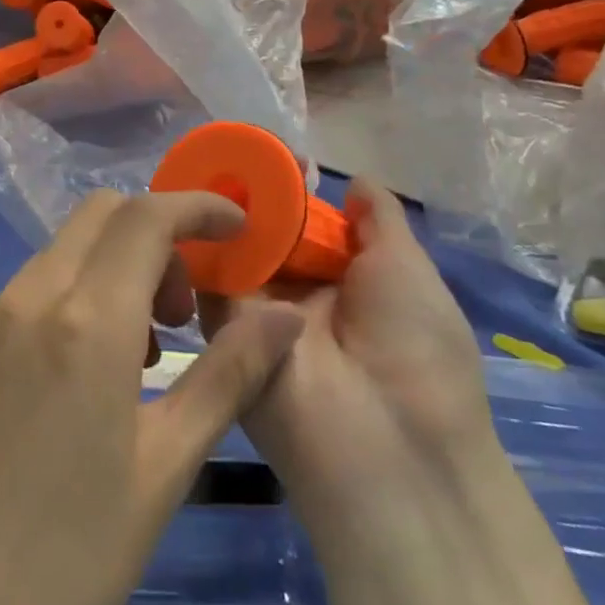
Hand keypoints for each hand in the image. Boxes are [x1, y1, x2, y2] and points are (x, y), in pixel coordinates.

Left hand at [0, 190, 303, 604]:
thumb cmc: (66, 561)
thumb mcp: (165, 470)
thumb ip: (228, 376)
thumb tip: (283, 315)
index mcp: (84, 320)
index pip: (146, 217)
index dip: (198, 207)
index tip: (237, 229)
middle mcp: (23, 300)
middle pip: (97, 218)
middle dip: (155, 238)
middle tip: (184, 310)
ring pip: (56, 259)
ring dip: (107, 275)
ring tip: (136, 357)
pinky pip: (16, 302)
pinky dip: (61, 308)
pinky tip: (66, 387)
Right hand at [204, 177, 499, 567]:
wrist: (388, 447)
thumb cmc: (416, 350)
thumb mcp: (408, 270)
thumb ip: (379, 220)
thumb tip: (355, 178)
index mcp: (346, 283)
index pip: (307, 228)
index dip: (288, 194)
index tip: (265, 157)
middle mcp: (299, 297)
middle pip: (266, 239)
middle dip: (248, 201)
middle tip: (223, 158)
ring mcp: (260, 317)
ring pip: (234, 257)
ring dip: (222, 221)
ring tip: (203, 173)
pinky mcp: (225, 335)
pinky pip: (209, 285)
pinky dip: (199, 250)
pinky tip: (188, 210)